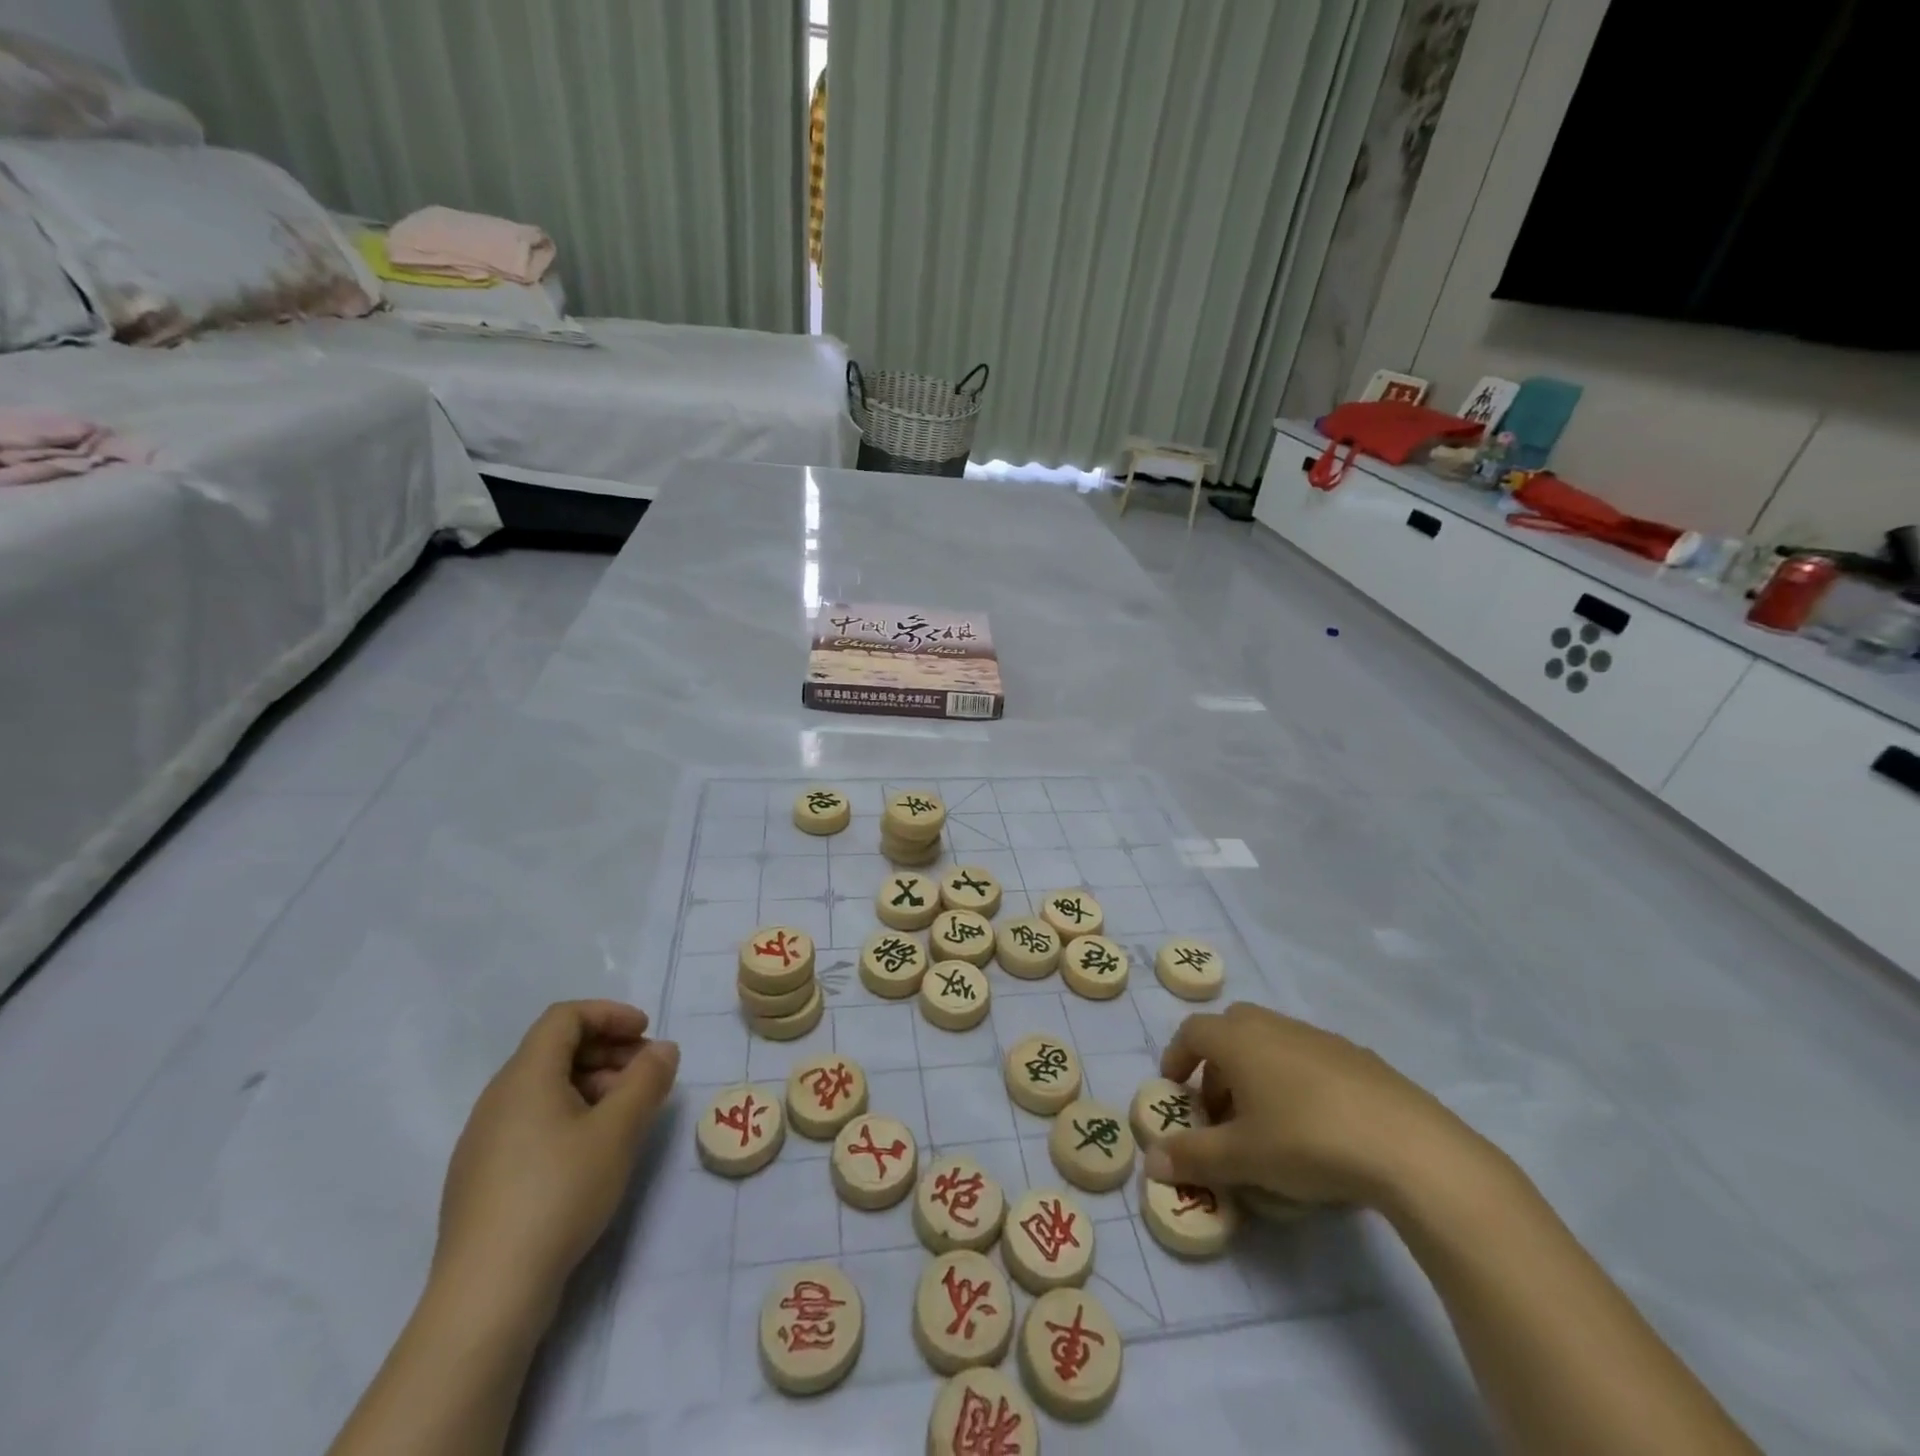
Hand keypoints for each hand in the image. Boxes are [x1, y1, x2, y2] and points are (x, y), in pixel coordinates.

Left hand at [433, 1001, 679, 1315]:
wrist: (486, 1295)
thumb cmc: (558, 1194)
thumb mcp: (618, 1131)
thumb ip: (647, 1080)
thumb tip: (663, 1049)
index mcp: (525, 1077)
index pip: (565, 1017)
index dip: (610, 1014)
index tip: (646, 1033)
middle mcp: (498, 1099)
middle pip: (555, 1049)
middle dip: (607, 1050)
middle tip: (646, 1074)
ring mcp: (484, 1141)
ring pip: (544, 1088)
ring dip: (592, 1084)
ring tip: (627, 1114)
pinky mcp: (482, 1178)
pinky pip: (531, 1121)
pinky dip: (569, 1115)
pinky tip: (592, 1152)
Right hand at [1144, 1002, 1475, 1208]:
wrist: (1409, 1147)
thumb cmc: (1307, 1141)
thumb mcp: (1242, 1158)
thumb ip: (1193, 1157)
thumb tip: (1150, 1161)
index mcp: (1239, 1039)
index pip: (1192, 1032)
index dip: (1176, 1057)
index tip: (1174, 1090)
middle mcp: (1273, 1025)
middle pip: (1231, 1031)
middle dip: (1217, 1067)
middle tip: (1220, 1111)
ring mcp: (1318, 1037)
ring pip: (1271, 1043)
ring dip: (1256, 1074)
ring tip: (1267, 1124)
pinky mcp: (1358, 1057)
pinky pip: (1308, 1059)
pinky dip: (1295, 1081)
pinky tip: (1316, 1127)